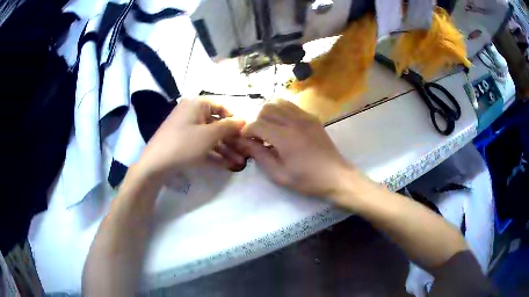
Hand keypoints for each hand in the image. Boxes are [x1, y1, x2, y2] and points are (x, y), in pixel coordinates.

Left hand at [136, 98, 245, 178]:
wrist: (155, 164)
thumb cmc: (184, 144)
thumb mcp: (209, 135)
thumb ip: (228, 126)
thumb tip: (244, 119)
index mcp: (196, 105)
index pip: (221, 106)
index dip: (234, 117)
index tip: (245, 131)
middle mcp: (191, 113)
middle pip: (217, 123)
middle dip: (232, 138)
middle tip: (245, 151)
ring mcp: (186, 129)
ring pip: (210, 136)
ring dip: (225, 148)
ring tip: (239, 162)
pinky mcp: (183, 143)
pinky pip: (202, 145)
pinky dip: (213, 153)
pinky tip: (226, 165)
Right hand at [238, 99, 352, 198]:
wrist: (335, 176)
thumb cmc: (306, 179)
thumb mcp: (279, 174)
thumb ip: (259, 155)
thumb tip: (244, 142)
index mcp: (285, 138)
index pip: (257, 124)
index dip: (246, 131)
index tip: (245, 140)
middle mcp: (294, 121)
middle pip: (266, 108)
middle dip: (256, 120)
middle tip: (257, 135)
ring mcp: (305, 117)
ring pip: (278, 102)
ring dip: (268, 112)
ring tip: (268, 127)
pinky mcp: (312, 117)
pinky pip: (291, 105)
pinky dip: (281, 110)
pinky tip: (282, 124)